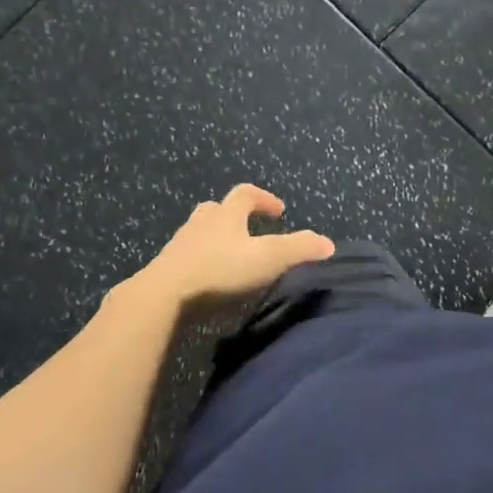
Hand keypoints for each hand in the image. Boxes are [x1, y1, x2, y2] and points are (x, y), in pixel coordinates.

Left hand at [134, 185, 334, 311]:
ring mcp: (179, 246)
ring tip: (230, 258)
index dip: (264, 199)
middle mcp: (201, 224)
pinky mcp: (165, 270)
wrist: (162, 298)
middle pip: (217, 209)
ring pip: (199, 233)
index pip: (246, 194)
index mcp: (226, 215)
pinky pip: (186, 259)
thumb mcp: (268, 258)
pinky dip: (200, 263)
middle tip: (249, 230)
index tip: (279, 211)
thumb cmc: (220, 271)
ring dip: (215, 239)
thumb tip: (329, 243)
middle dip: (234, 216)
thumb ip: (300, 249)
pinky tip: (208, 282)